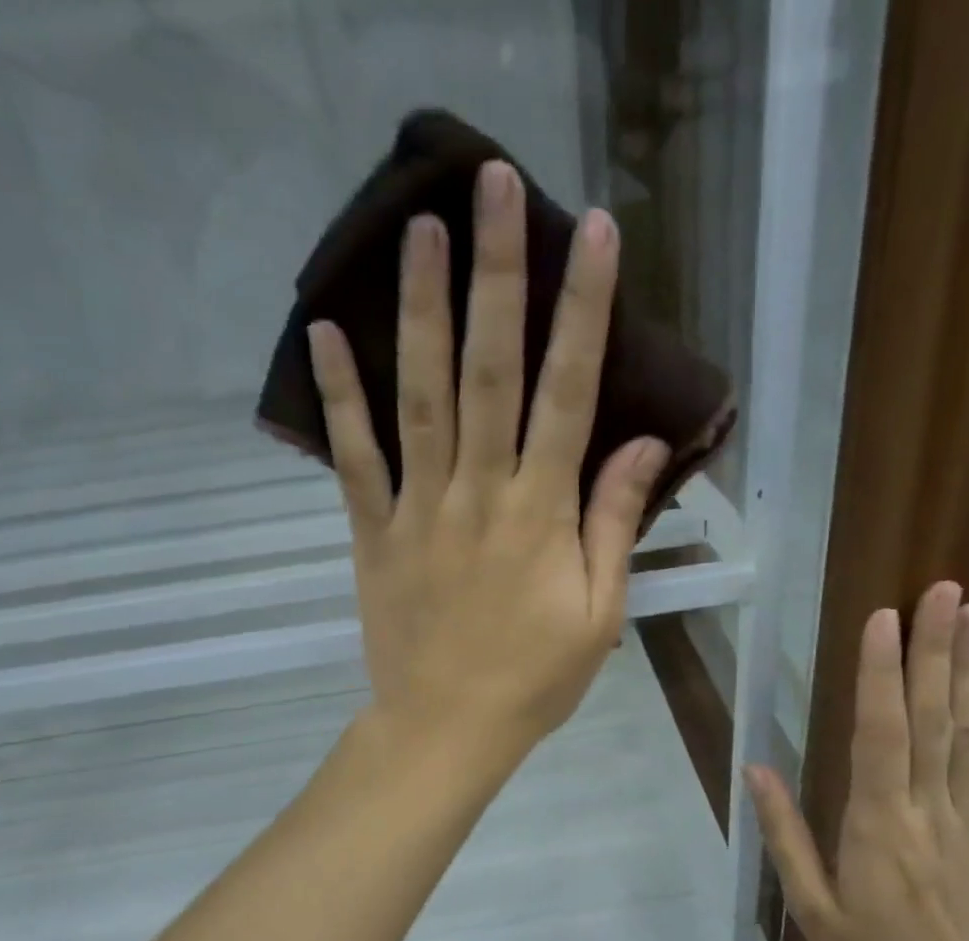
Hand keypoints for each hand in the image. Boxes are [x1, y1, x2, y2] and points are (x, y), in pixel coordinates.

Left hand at [307, 160, 669, 770]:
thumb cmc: (534, 680)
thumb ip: (613, 526)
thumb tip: (644, 446)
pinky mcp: (375, 532)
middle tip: (493, 183)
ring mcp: (419, 508)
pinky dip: (339, 396)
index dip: (583, 311)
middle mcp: (478, 492)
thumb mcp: (600, 616)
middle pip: (488, 369)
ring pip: (418, 395)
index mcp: (539, 514)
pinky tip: (324, 334)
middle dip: (495, 274)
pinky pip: (354, 457)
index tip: (594, 235)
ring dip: (419, 308)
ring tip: (419, 228)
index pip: (568, 394)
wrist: (447, 729)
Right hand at [743, 582, 968, 940]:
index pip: (880, 735)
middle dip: (934, 649)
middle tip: (942, 590)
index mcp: (877, 823)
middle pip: (932, 716)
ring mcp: (965, 810)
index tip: (882, 620)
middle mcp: (926, 805)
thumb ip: (785, 835)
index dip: (880, 675)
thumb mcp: (811, 906)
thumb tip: (756, 769)